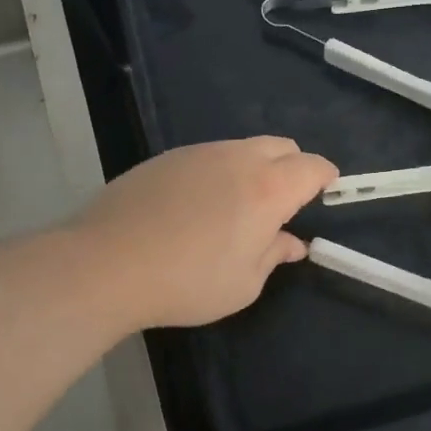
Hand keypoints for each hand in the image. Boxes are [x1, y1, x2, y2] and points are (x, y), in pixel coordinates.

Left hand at [72, 137, 337, 329]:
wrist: (105, 264)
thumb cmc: (187, 282)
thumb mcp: (243, 284)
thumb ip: (273, 255)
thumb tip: (291, 242)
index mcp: (268, 188)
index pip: (313, 167)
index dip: (325, 178)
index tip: (326, 193)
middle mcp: (238, 158)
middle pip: (282, 146)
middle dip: (293, 167)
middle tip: (283, 204)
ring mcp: (198, 152)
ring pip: (243, 147)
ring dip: (254, 168)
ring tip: (236, 207)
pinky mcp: (165, 158)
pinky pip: (208, 156)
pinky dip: (218, 172)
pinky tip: (195, 207)